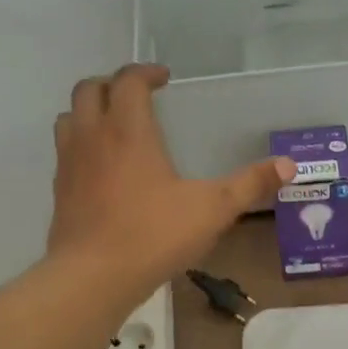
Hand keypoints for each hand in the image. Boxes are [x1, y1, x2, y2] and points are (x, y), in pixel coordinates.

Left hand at [47, 64, 294, 300]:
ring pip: (69, 117)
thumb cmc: (154, 235)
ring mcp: (69, 163)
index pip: (128, 81)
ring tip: (114, 126)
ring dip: (90, 111)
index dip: (145, 72)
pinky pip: (65, 152)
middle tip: (137, 96)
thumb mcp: (213, 209)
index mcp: (128, 130)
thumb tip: (288, 165)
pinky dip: (81, 145)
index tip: (164, 79)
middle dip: (113, 84)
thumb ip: (250, 185)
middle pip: (89, 89)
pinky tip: (102, 170)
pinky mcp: (59, 191)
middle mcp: (92, 137)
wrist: (93, 276)